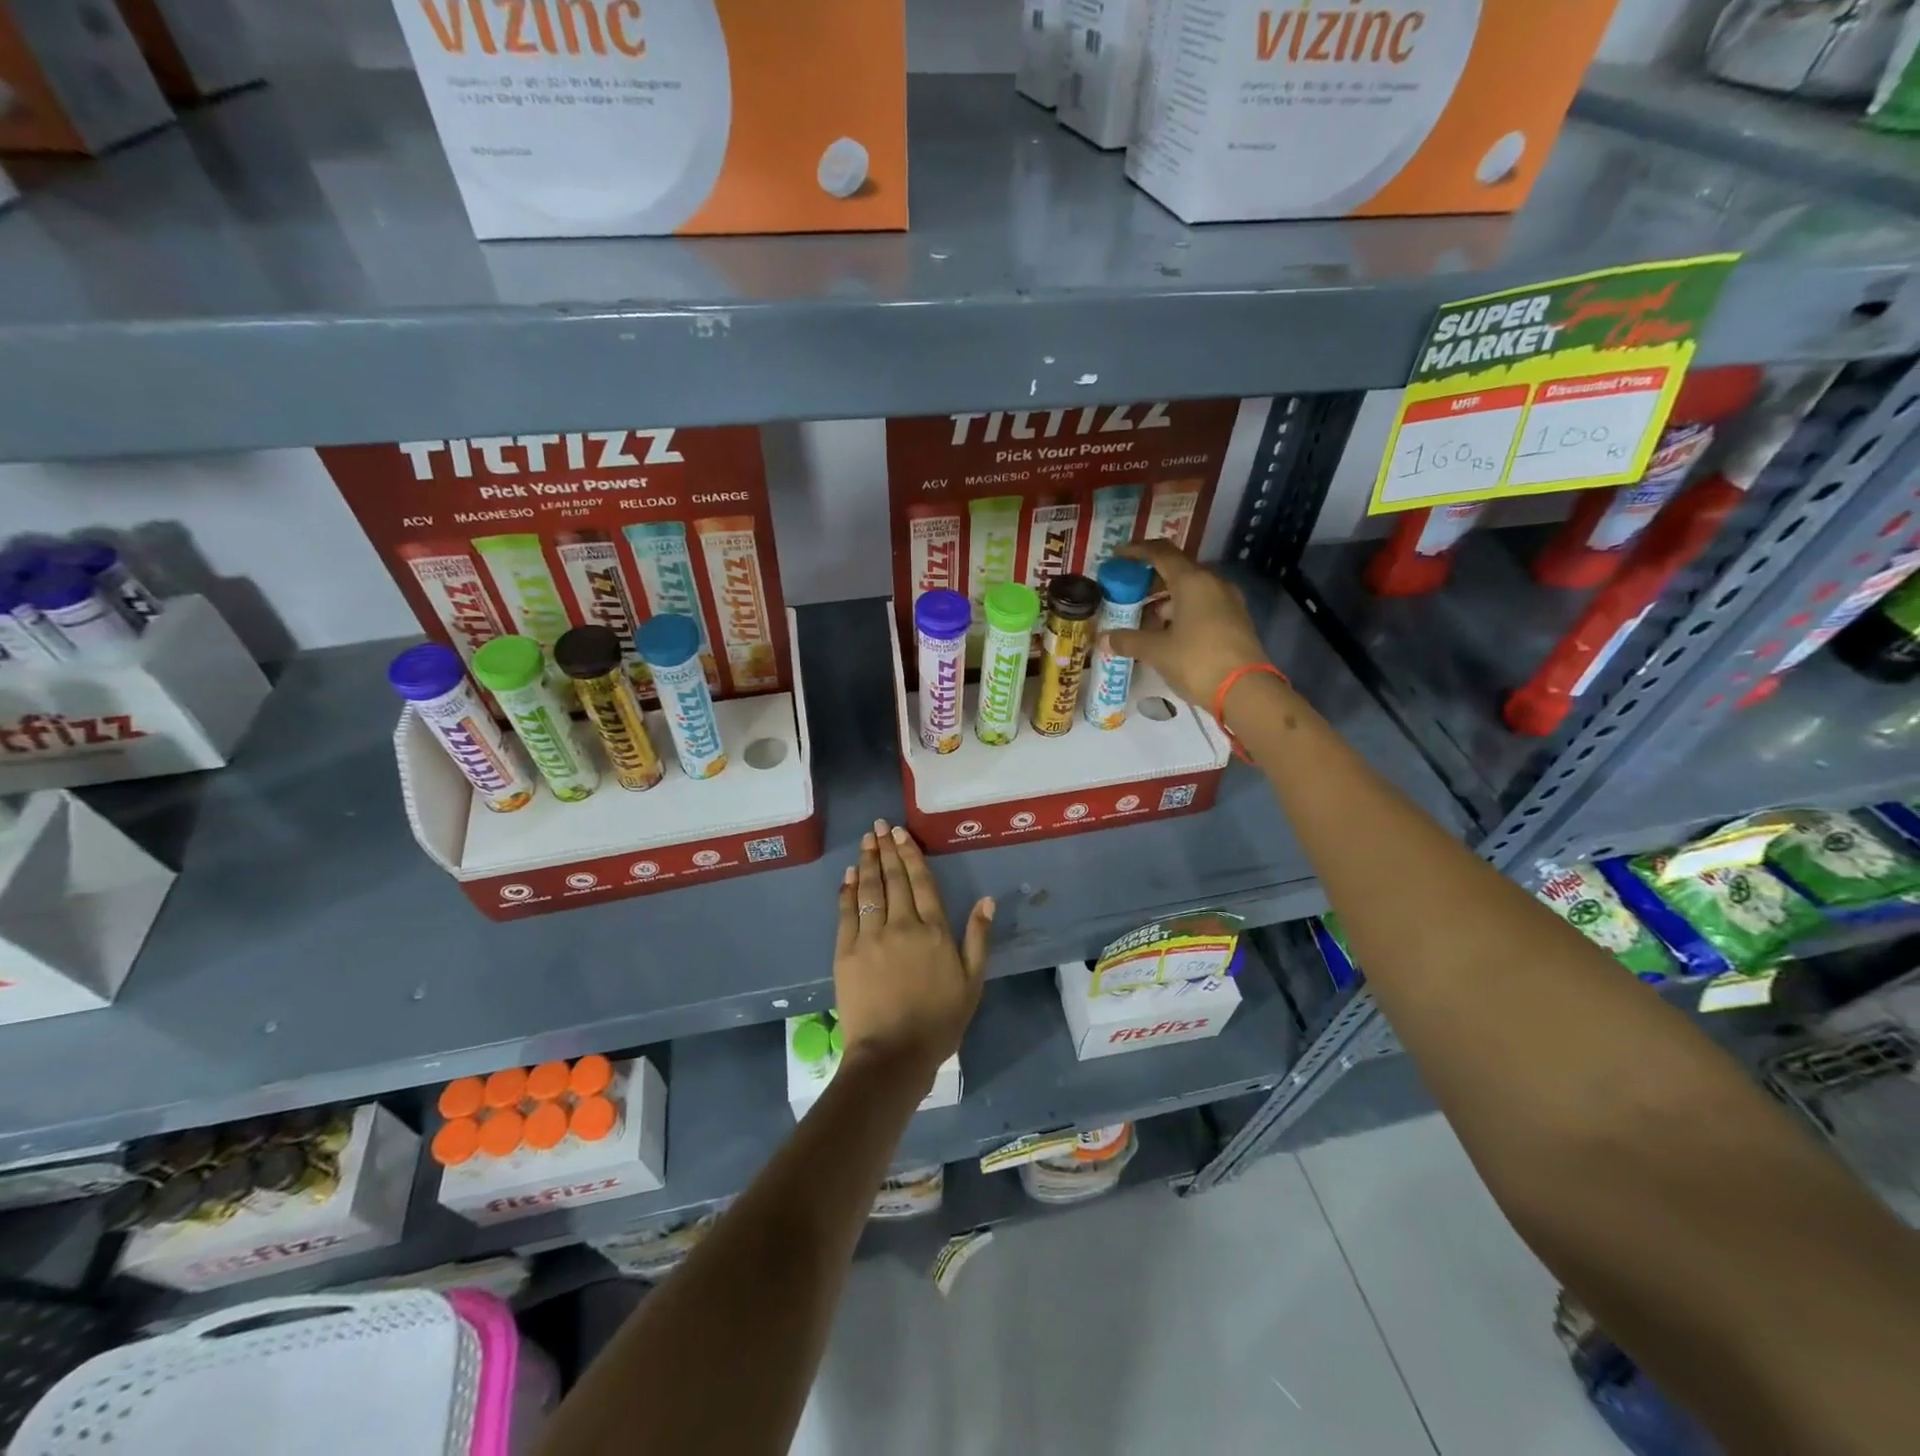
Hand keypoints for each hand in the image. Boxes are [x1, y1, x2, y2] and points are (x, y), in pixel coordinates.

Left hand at [833, 820, 992, 1082]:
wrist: (893, 1055)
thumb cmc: (939, 1022)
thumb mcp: (972, 982)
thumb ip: (978, 938)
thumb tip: (987, 900)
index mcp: (934, 931)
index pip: (922, 882)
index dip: (911, 855)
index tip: (901, 834)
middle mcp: (902, 924)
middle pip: (894, 879)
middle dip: (886, 849)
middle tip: (879, 826)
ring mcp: (871, 937)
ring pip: (869, 889)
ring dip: (867, 862)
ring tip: (866, 840)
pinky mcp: (846, 952)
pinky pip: (847, 912)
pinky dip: (847, 891)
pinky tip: (848, 875)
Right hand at [1108, 540, 1271, 707]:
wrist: (1246, 691)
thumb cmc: (1197, 661)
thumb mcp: (1156, 651)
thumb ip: (1128, 641)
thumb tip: (1103, 639)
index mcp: (1193, 581)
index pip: (1161, 553)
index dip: (1136, 552)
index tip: (1117, 558)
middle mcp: (1212, 583)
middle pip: (1176, 571)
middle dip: (1149, 581)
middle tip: (1125, 594)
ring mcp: (1227, 602)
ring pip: (1189, 591)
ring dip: (1164, 601)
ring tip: (1141, 620)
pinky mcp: (1234, 621)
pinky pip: (1201, 606)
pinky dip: (1180, 613)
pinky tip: (1165, 634)